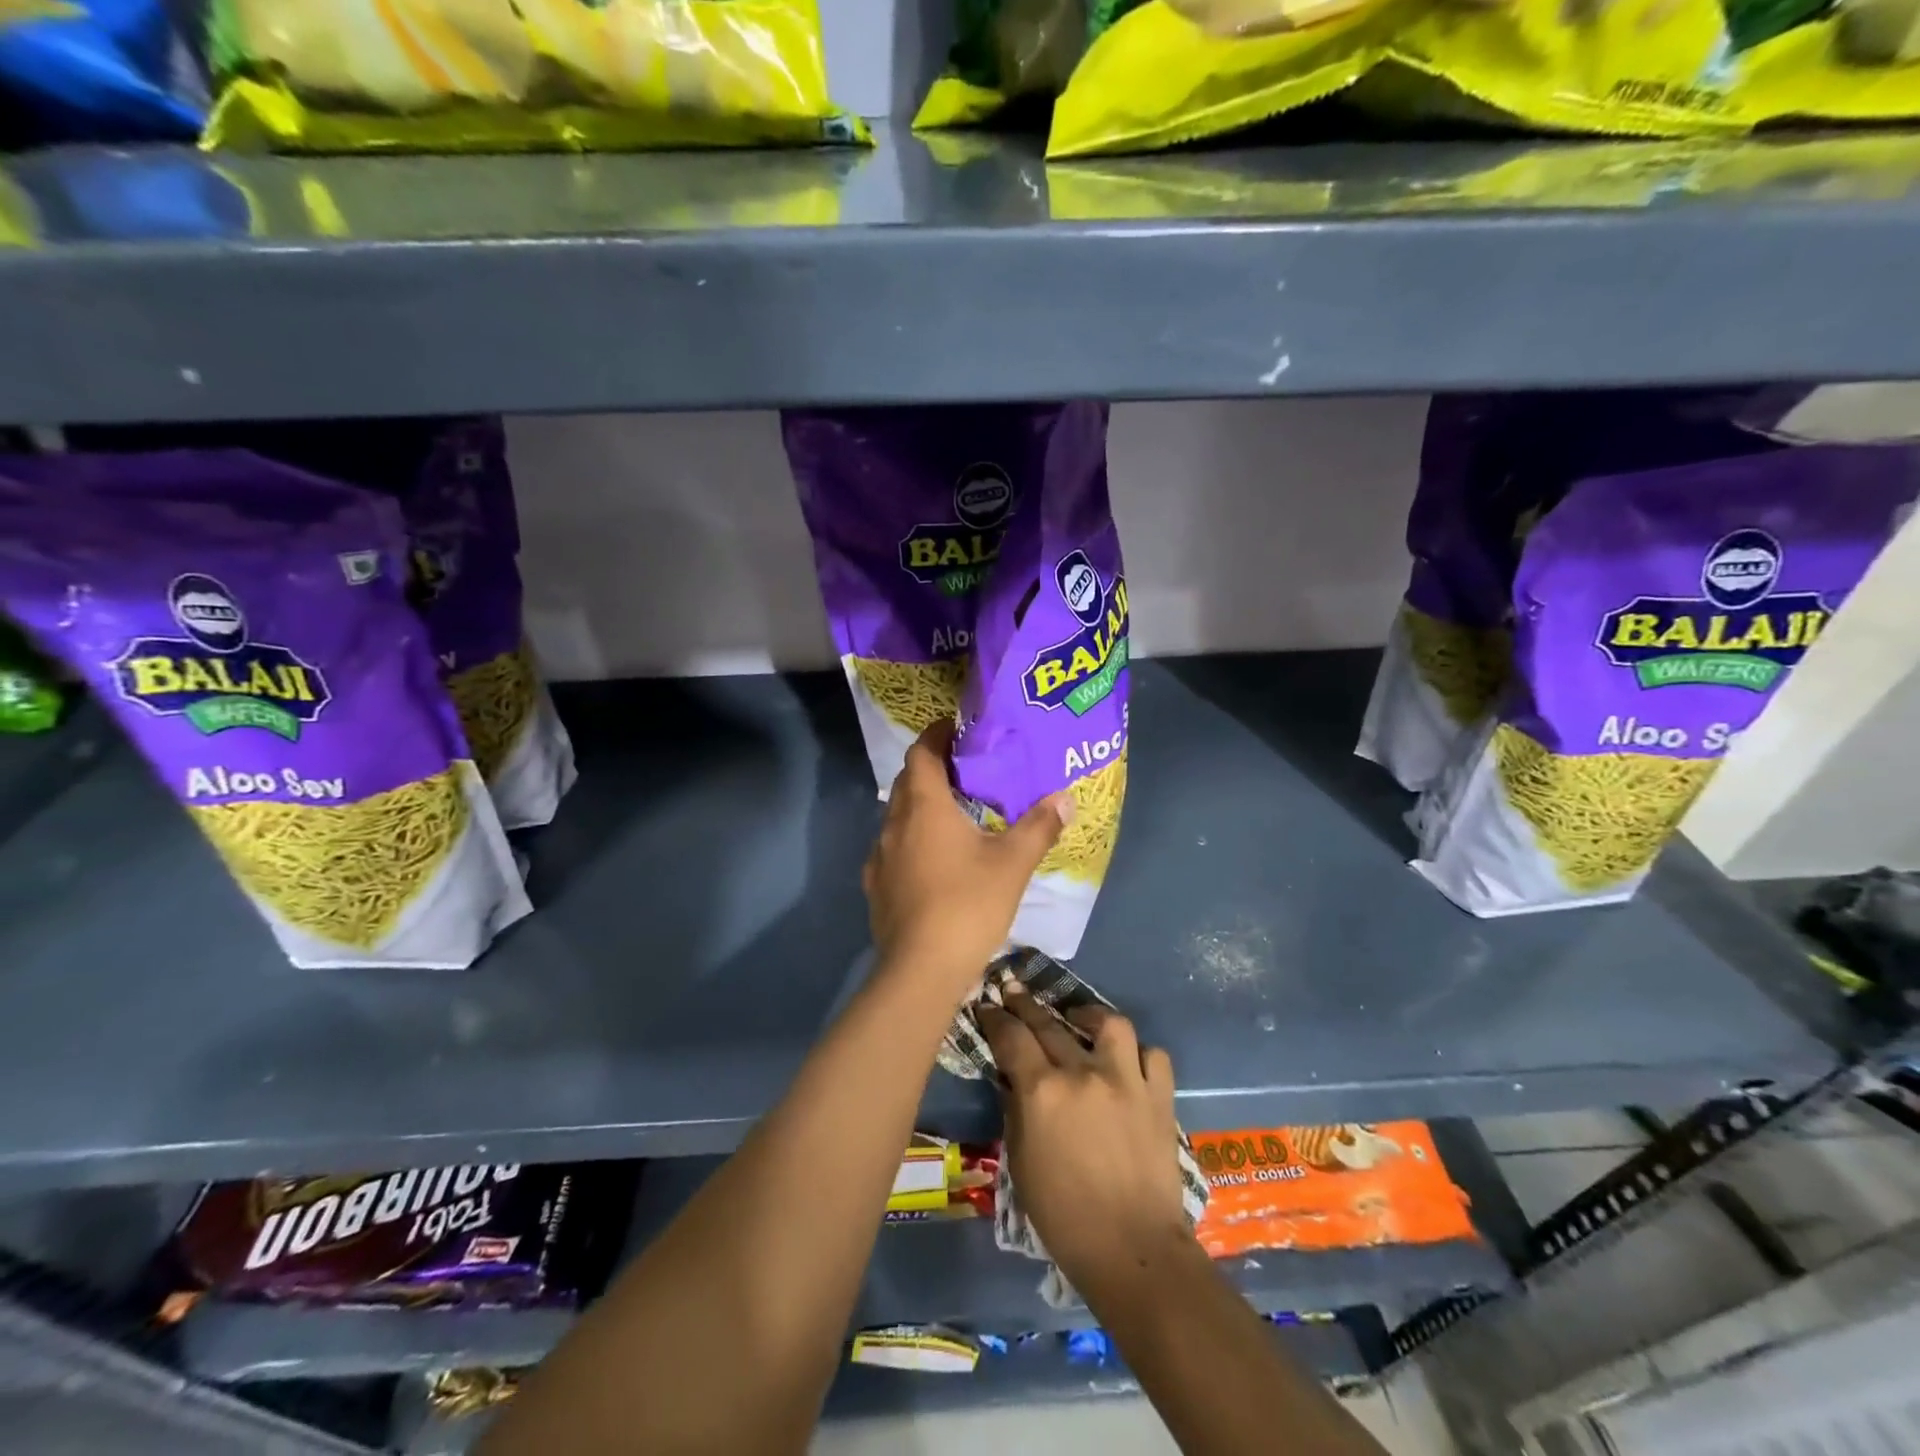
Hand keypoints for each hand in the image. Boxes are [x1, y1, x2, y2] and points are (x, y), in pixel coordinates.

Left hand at [862, 721, 1069, 1003]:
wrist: (920, 970)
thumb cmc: (968, 905)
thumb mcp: (1012, 864)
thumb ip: (1039, 826)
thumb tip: (1064, 798)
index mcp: (923, 806)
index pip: (921, 752)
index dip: (936, 735)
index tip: (958, 730)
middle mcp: (894, 824)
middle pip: (907, 781)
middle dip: (932, 769)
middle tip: (967, 771)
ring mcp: (880, 857)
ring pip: (898, 816)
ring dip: (921, 807)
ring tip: (955, 814)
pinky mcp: (876, 887)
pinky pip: (893, 848)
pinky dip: (913, 840)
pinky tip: (935, 861)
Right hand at [978, 988, 1190, 1294]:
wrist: (1132, 1249)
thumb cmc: (1063, 1215)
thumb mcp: (1019, 1162)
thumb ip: (1015, 1109)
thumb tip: (1013, 1077)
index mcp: (1043, 1091)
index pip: (1011, 1036)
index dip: (995, 1017)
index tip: (987, 1005)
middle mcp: (1083, 1073)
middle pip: (1049, 1022)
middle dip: (1026, 1004)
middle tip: (1014, 992)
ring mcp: (1126, 1080)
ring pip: (1108, 1023)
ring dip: (1088, 1015)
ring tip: (1077, 1019)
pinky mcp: (1159, 1096)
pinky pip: (1152, 1055)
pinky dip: (1138, 1053)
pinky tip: (1126, 1061)